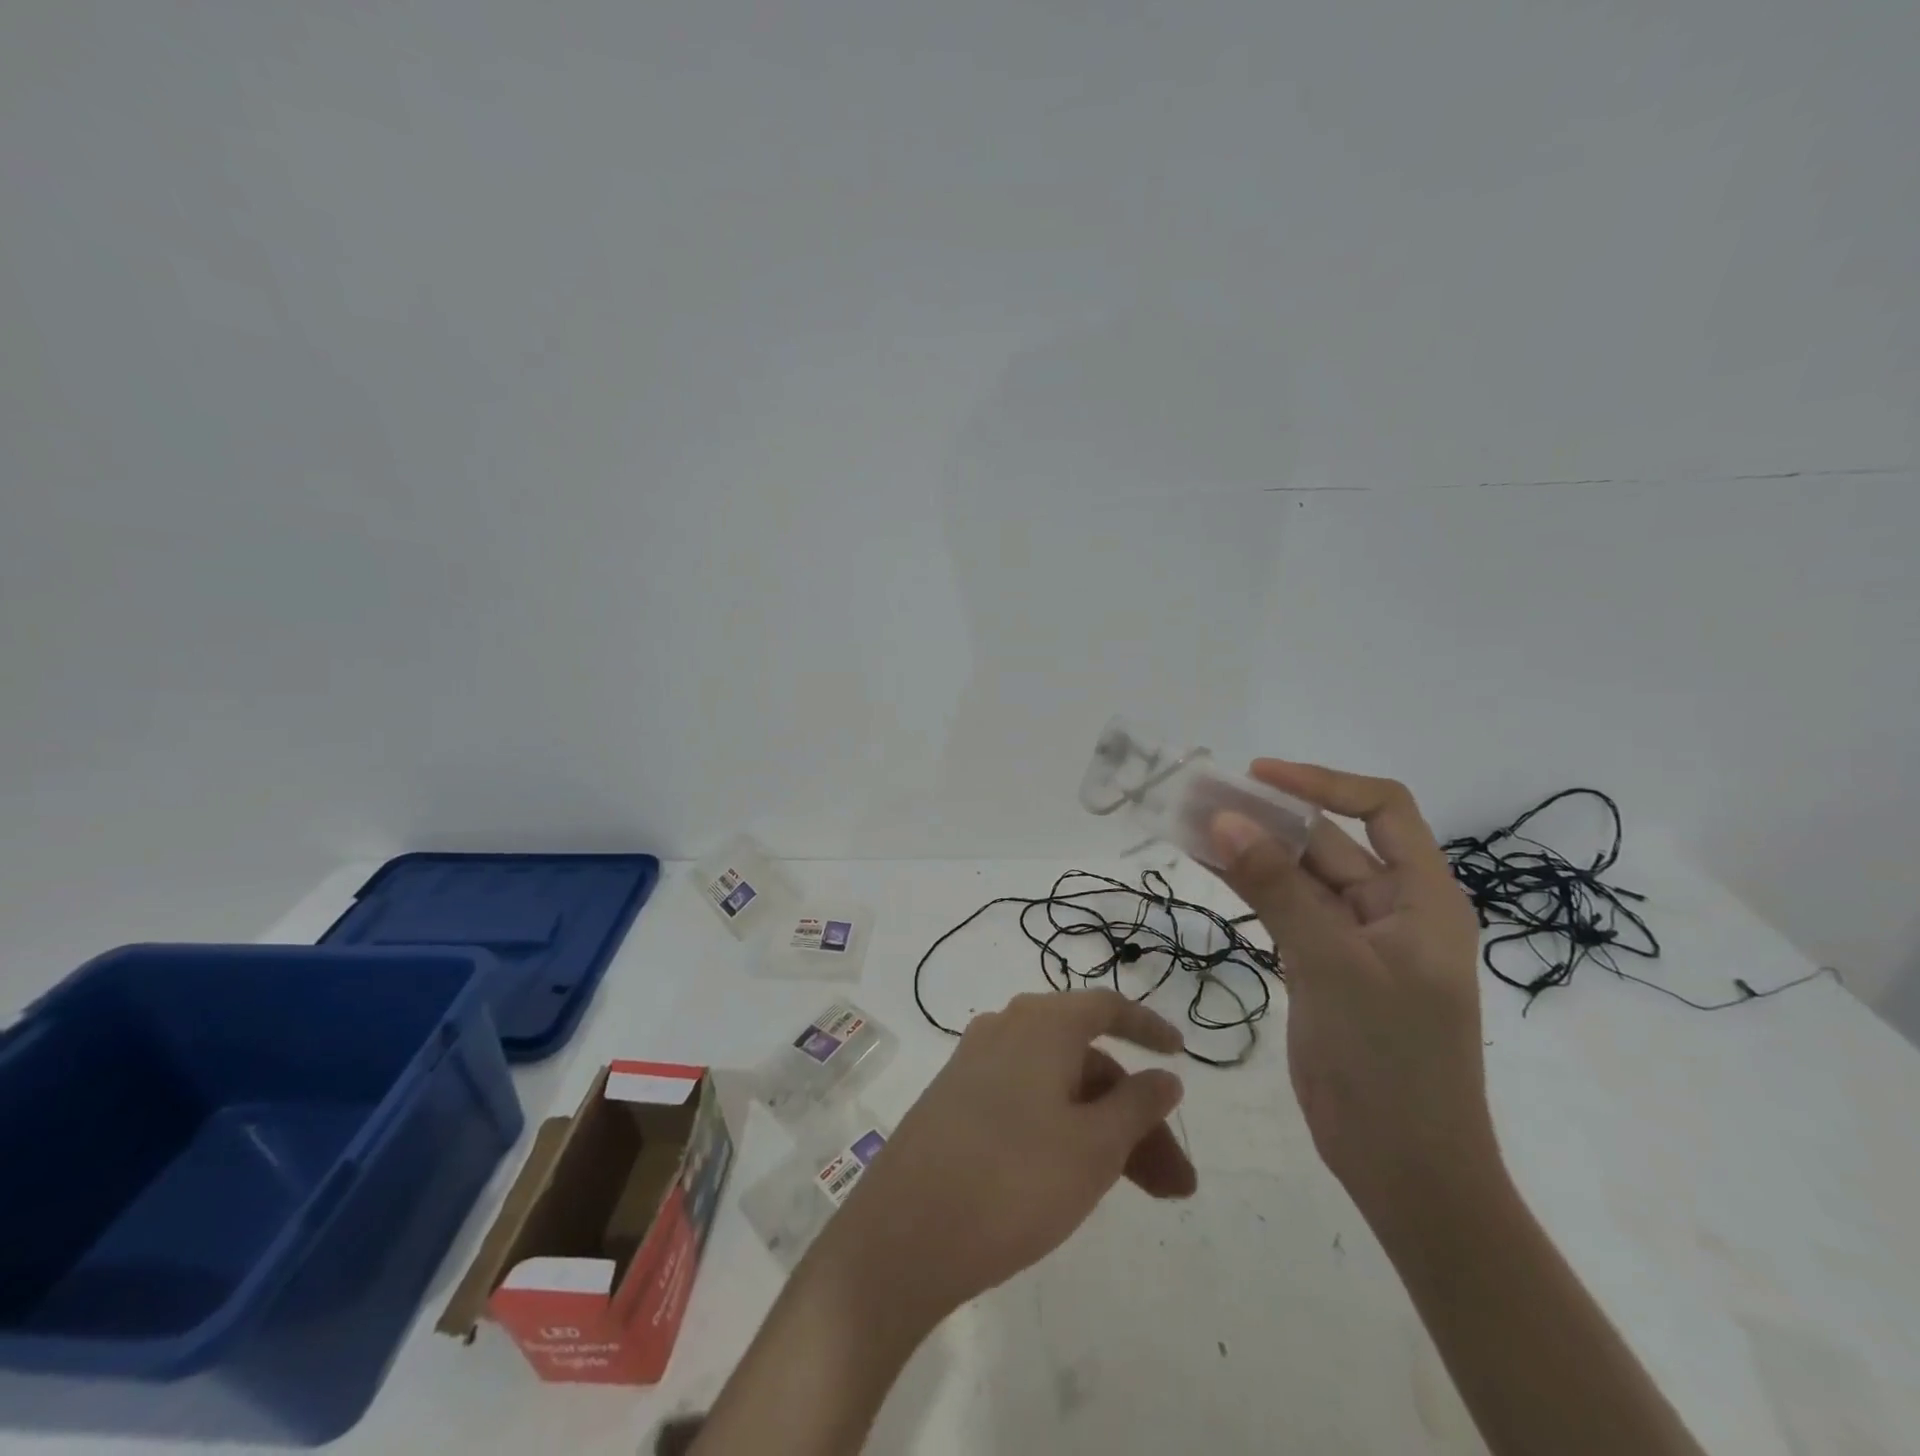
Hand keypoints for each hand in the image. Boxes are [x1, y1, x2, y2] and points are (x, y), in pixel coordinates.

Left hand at [824, 990, 1194, 1328]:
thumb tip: (1163, 1076)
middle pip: (1088, 1061)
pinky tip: (1079, 1180)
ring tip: (1146, 1196)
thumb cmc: (1013, 1180)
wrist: (903, 1234)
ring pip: (1060, 1089)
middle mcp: (1006, 1030)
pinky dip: (1065, 1132)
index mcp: (1041, 1023)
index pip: (1107, 1008)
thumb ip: (1138, 1105)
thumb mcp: (1093, 1147)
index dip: (1148, 1028)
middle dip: (1137, 1117)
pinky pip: (1028, 1103)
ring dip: (1106, 1133)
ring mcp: (976, 1066)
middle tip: (1176, 1183)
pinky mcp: (957, 1102)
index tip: (1180, 1055)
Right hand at [1207, 761, 1493, 1220]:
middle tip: (1198, 797)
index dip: (1322, 783)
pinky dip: (1245, 885)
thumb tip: (1224, 819)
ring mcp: (1351, 938)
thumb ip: (1278, 889)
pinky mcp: (1318, 965)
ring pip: (1295, 875)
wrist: (1403, 1168)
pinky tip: (1204, 865)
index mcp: (1423, 897)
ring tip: (1187, 823)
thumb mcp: (1333, 965)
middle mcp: (1389, 907)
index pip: (1381, 809)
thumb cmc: (1391, 1062)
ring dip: (1247, 848)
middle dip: (1265, 816)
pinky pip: (1280, 909)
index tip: (1257, 776)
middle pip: (1326, 841)